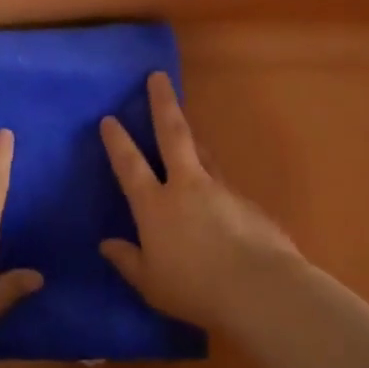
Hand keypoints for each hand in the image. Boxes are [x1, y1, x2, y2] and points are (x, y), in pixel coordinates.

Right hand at [99, 71, 306, 329]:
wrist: (261, 290)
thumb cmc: (195, 289)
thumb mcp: (151, 283)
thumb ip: (128, 261)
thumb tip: (107, 245)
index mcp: (155, 205)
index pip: (130, 165)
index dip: (118, 141)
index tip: (109, 118)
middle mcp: (186, 187)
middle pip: (172, 134)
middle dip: (163, 103)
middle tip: (158, 76)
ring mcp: (221, 190)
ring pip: (203, 154)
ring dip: (192, 139)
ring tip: (186, 131)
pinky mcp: (249, 203)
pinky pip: (225, 187)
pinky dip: (216, 186)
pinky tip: (219, 203)